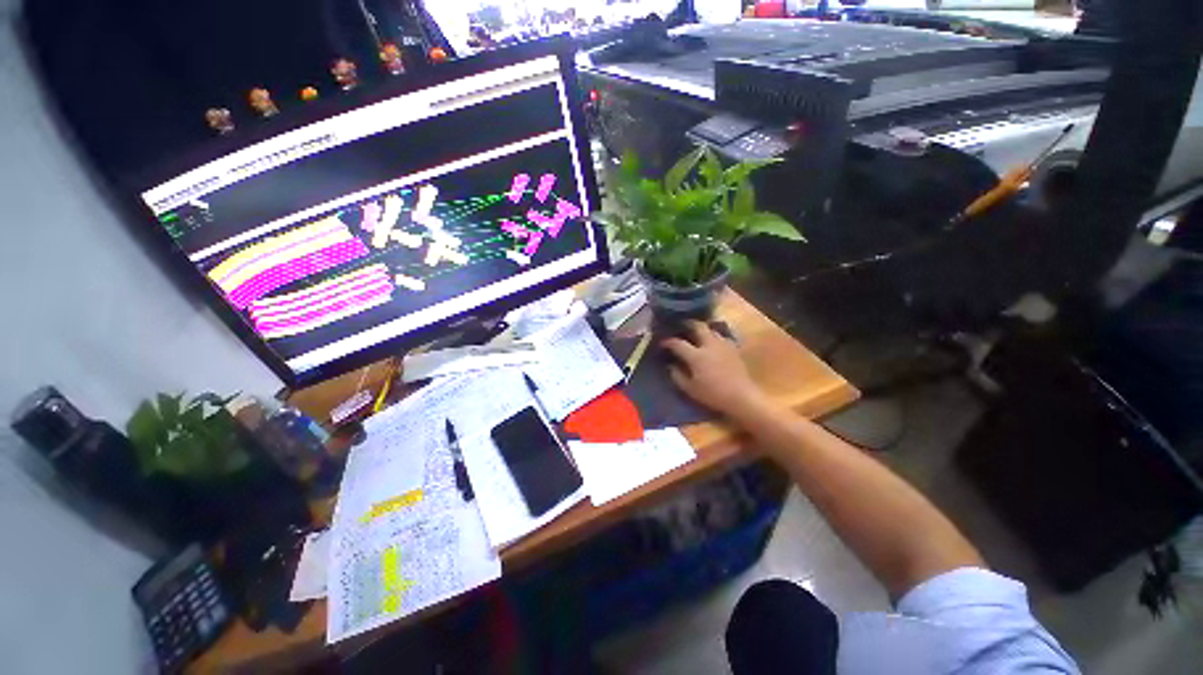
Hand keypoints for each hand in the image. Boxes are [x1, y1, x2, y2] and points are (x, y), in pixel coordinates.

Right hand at [661, 321, 769, 421]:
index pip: (678, 343)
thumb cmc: (713, 395)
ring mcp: (723, 345)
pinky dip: (714, 336)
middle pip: (698, 326)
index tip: (663, 343)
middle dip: (687, 324)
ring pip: (711, 329)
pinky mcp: (734, 348)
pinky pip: (721, 337)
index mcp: (696, 356)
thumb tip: (670, 366)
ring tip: (696, 333)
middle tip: (681, 327)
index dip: (668, 342)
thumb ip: (677, 376)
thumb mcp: (690, 389)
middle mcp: (709, 345)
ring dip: (702, 329)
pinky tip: (712, 343)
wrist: (742, 397)